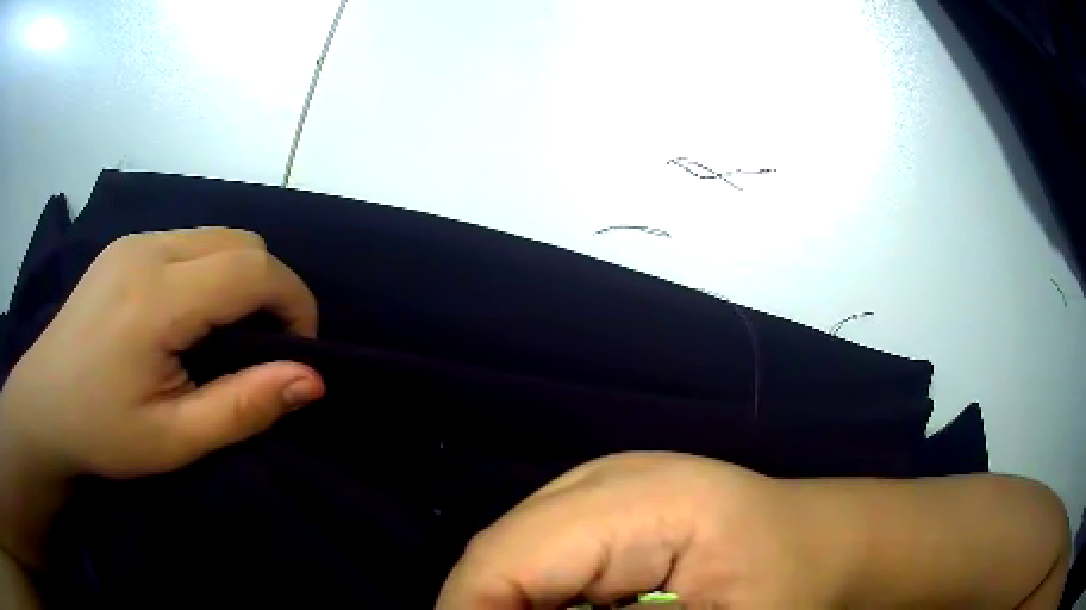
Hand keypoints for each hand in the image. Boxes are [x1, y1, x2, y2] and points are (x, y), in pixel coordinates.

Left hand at [0, 228, 324, 481]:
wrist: (43, 404)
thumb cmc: (102, 433)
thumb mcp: (173, 440)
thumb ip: (243, 407)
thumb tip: (312, 379)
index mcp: (155, 297)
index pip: (252, 269)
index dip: (294, 303)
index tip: (297, 352)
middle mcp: (148, 248)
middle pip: (242, 241)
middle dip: (273, 289)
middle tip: (267, 348)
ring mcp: (134, 240)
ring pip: (218, 236)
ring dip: (243, 279)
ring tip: (230, 335)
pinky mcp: (127, 245)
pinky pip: (190, 242)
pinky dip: (213, 272)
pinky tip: (193, 316)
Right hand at [437, 452, 847, 608]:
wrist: (819, 546)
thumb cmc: (788, 588)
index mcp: (641, 501)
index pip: (505, 557)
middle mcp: (606, 479)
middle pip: (498, 553)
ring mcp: (605, 487)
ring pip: (512, 555)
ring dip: (508, 606)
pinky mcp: (609, 507)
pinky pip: (542, 557)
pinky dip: (534, 599)